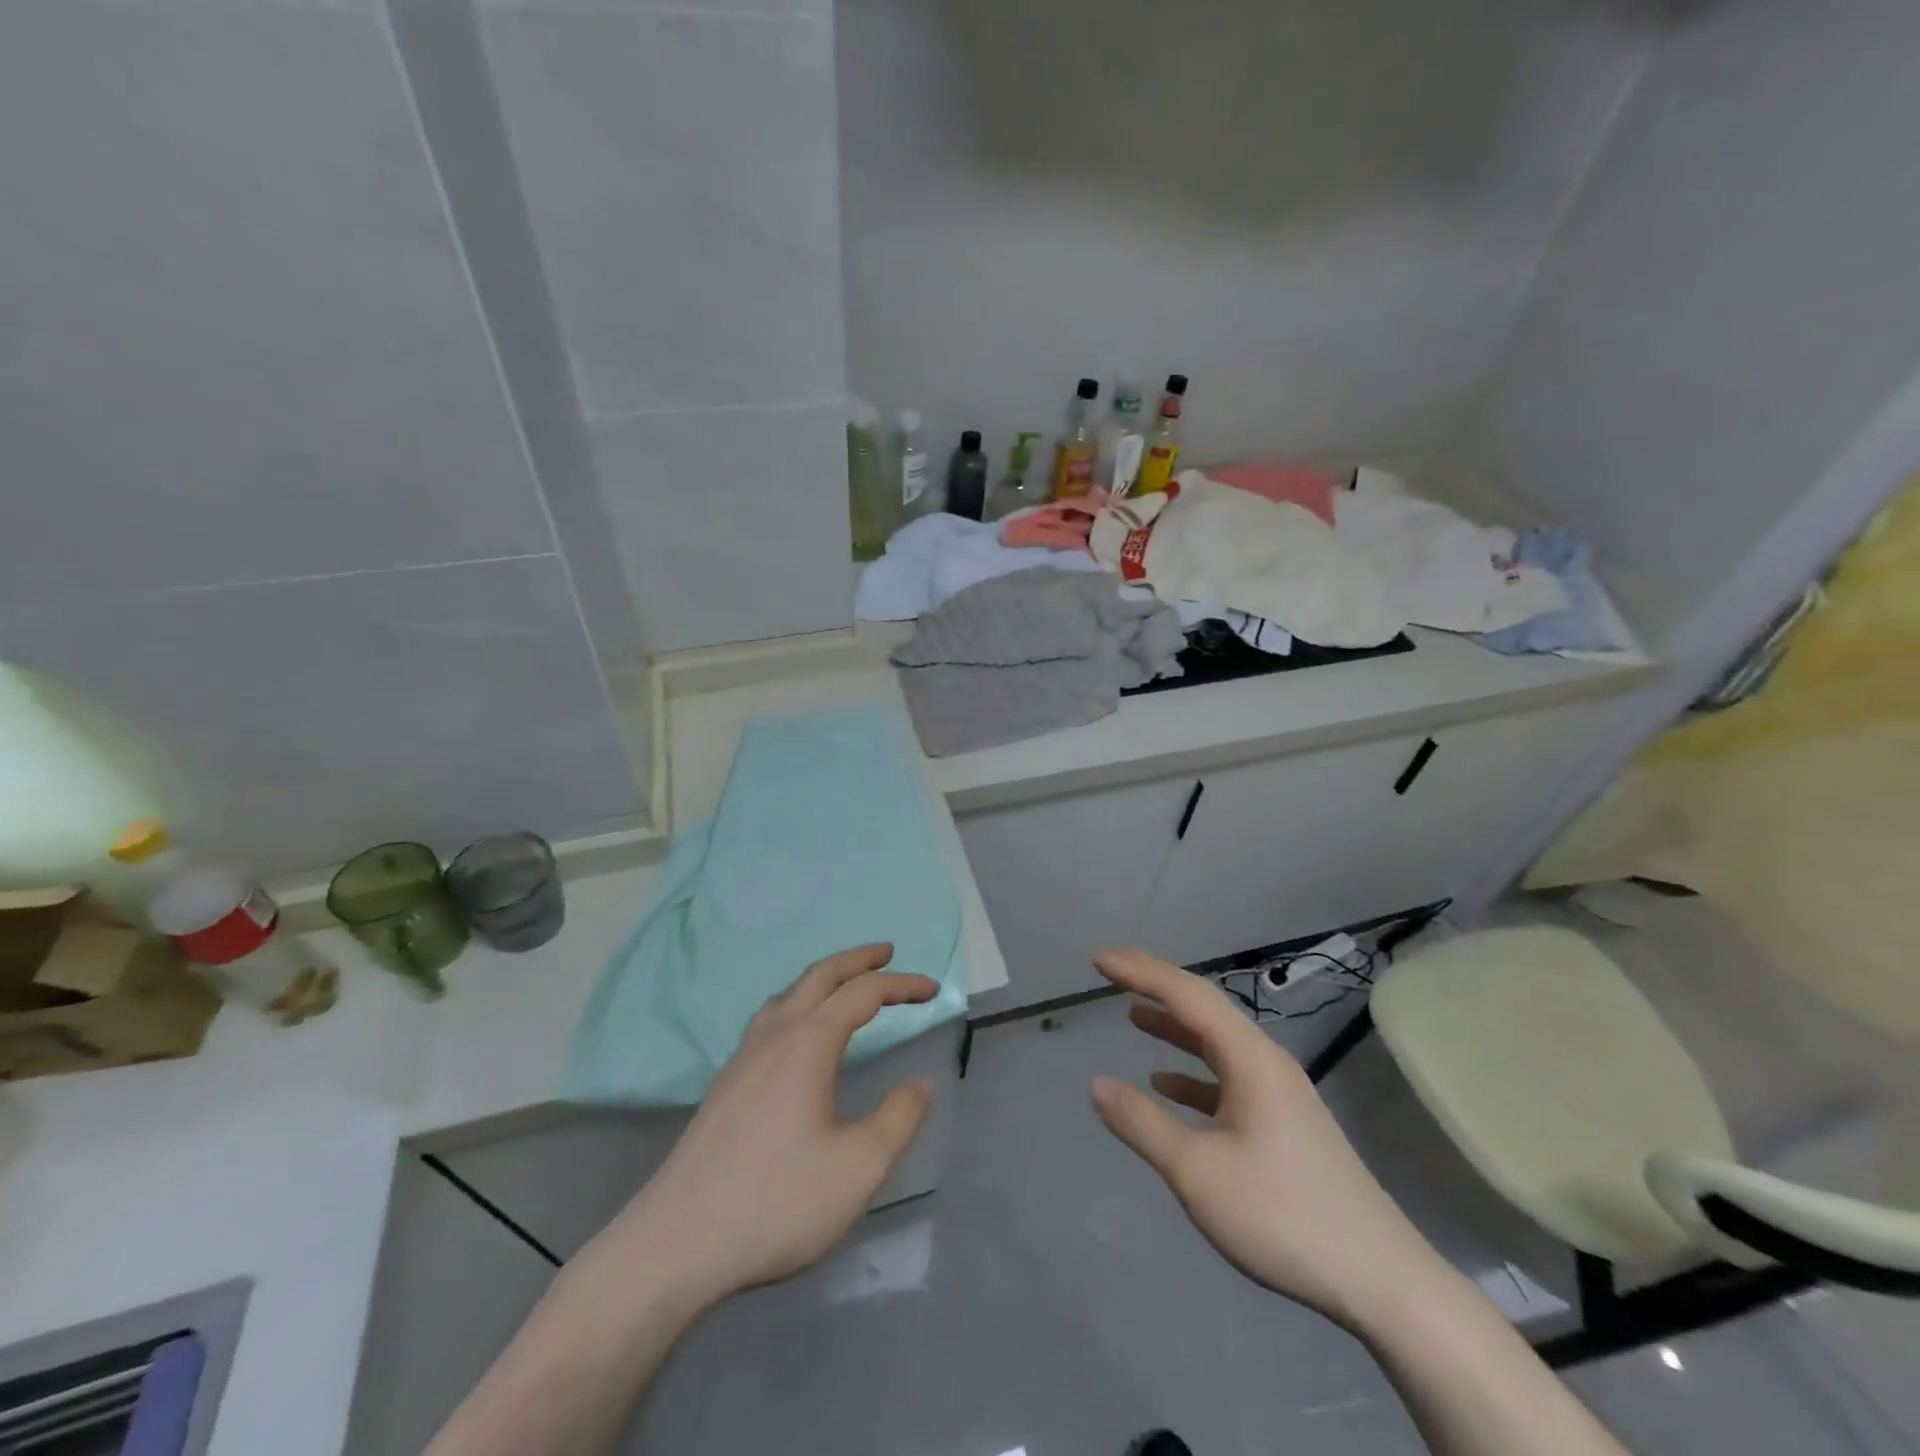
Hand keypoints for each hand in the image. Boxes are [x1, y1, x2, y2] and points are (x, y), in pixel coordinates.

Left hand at [589, 944, 938, 1312]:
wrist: (677, 1244)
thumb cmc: (777, 1202)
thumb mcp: (859, 1166)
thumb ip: (898, 1118)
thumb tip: (922, 1083)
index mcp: (809, 1043)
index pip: (864, 993)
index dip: (902, 985)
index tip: (933, 989)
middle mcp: (774, 1036)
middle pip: (819, 976)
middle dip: (857, 960)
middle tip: (887, 952)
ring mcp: (742, 1059)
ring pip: (787, 995)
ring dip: (822, 980)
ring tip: (844, 986)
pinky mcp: (725, 1085)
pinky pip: (768, 1021)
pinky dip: (796, 1005)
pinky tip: (795, 1037)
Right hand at [1089, 948, 1445, 1331]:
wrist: (1381, 1281)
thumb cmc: (1282, 1214)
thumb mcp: (1197, 1171)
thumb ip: (1142, 1122)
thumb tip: (1097, 1084)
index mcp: (1249, 1057)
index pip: (1186, 994)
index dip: (1139, 971)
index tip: (1099, 959)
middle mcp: (1266, 1061)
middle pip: (1203, 1008)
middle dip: (1155, 986)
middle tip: (1112, 973)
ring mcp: (1279, 1092)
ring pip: (1216, 1042)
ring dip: (1174, 1027)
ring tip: (1133, 1016)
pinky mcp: (1284, 1123)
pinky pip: (1228, 1078)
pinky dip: (1193, 1072)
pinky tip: (1168, 1085)